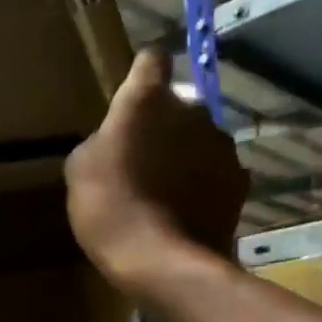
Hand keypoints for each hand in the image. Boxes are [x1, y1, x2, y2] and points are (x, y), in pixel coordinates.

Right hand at [64, 48, 247, 291]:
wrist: (164, 262)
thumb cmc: (110, 207)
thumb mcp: (81, 169)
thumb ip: (102, 139)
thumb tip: (116, 138)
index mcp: (147, 100)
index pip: (152, 59)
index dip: (144, 71)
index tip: (135, 90)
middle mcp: (192, 110)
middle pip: (179, 103)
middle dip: (164, 123)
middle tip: (142, 157)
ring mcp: (221, 145)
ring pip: (201, 137)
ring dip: (186, 152)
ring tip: (166, 188)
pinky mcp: (240, 179)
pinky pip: (217, 169)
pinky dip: (205, 181)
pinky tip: (187, 208)